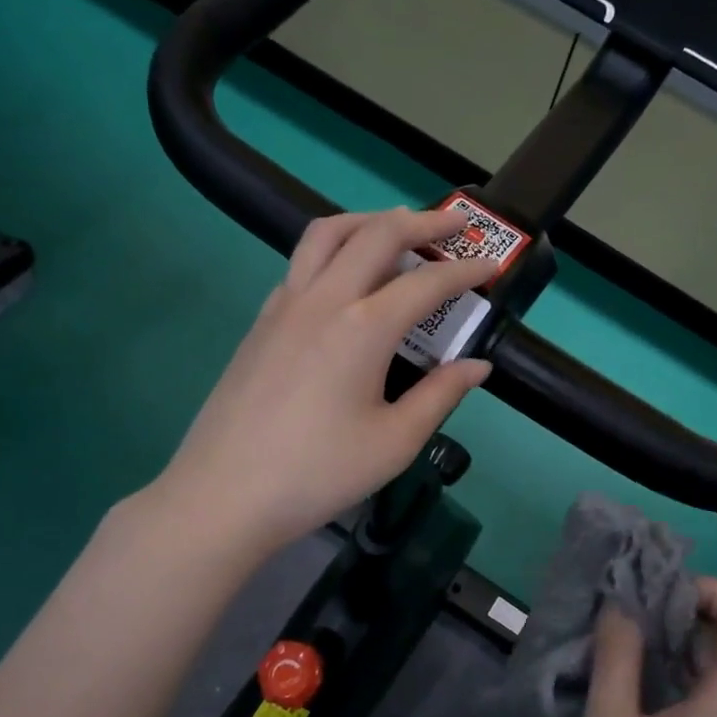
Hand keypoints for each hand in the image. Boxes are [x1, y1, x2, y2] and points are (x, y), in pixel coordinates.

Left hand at [152, 209, 499, 553]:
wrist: (224, 495)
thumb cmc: (318, 473)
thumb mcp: (394, 442)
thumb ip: (441, 395)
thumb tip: (477, 366)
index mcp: (363, 327)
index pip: (427, 283)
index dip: (465, 271)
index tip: (492, 265)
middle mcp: (323, 299)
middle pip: (376, 234)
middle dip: (422, 221)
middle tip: (455, 223)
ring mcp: (284, 305)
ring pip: (327, 234)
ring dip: (369, 221)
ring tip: (397, 226)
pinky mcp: (261, 321)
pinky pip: (301, 263)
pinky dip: (334, 250)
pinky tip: (346, 278)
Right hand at [573, 578, 716, 716]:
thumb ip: (618, 658)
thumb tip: (622, 606)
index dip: (714, 592)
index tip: (660, 596)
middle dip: (682, 610)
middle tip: (626, 609)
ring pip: (716, 665)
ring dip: (673, 640)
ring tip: (619, 636)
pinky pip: (705, 693)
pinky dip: (672, 670)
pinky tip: (627, 677)